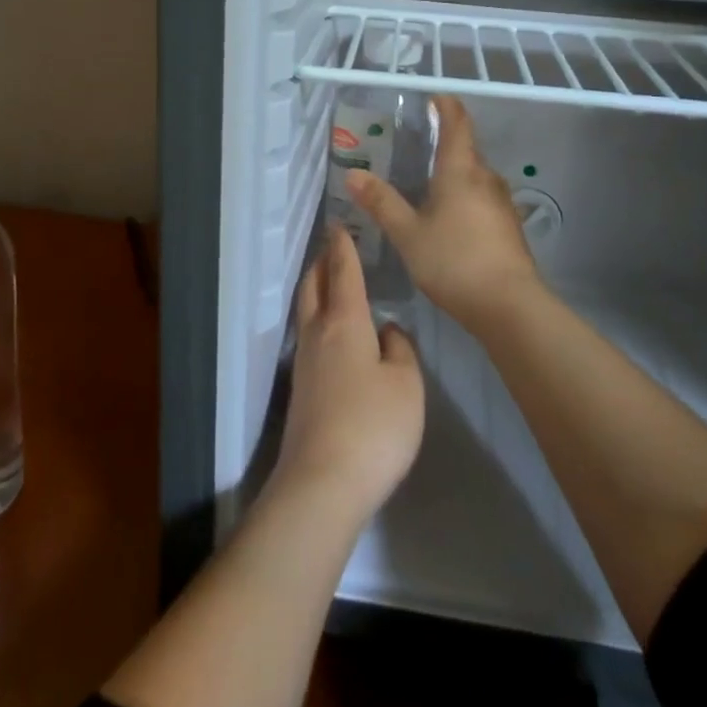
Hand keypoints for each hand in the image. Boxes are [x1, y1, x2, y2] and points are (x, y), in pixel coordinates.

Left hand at [272, 226, 424, 523]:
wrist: (323, 481)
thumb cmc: (373, 426)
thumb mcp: (406, 386)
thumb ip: (400, 351)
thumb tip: (386, 332)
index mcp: (345, 322)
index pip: (343, 273)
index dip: (343, 247)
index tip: (340, 225)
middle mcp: (318, 333)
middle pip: (313, 286)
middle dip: (322, 263)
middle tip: (332, 247)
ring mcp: (304, 362)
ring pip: (306, 309)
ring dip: (315, 287)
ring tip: (329, 280)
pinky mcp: (301, 388)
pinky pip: (308, 334)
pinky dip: (317, 316)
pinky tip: (331, 330)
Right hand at [346, 95, 545, 336]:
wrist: (509, 306)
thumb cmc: (454, 260)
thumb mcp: (408, 233)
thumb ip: (381, 202)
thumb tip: (353, 173)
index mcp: (461, 170)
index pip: (457, 123)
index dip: (446, 106)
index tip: (433, 98)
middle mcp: (486, 178)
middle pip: (466, 149)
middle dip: (444, 144)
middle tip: (416, 147)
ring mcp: (502, 203)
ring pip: (475, 177)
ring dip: (454, 174)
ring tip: (428, 184)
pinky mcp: (509, 227)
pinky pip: (482, 199)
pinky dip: (464, 198)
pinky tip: (449, 219)